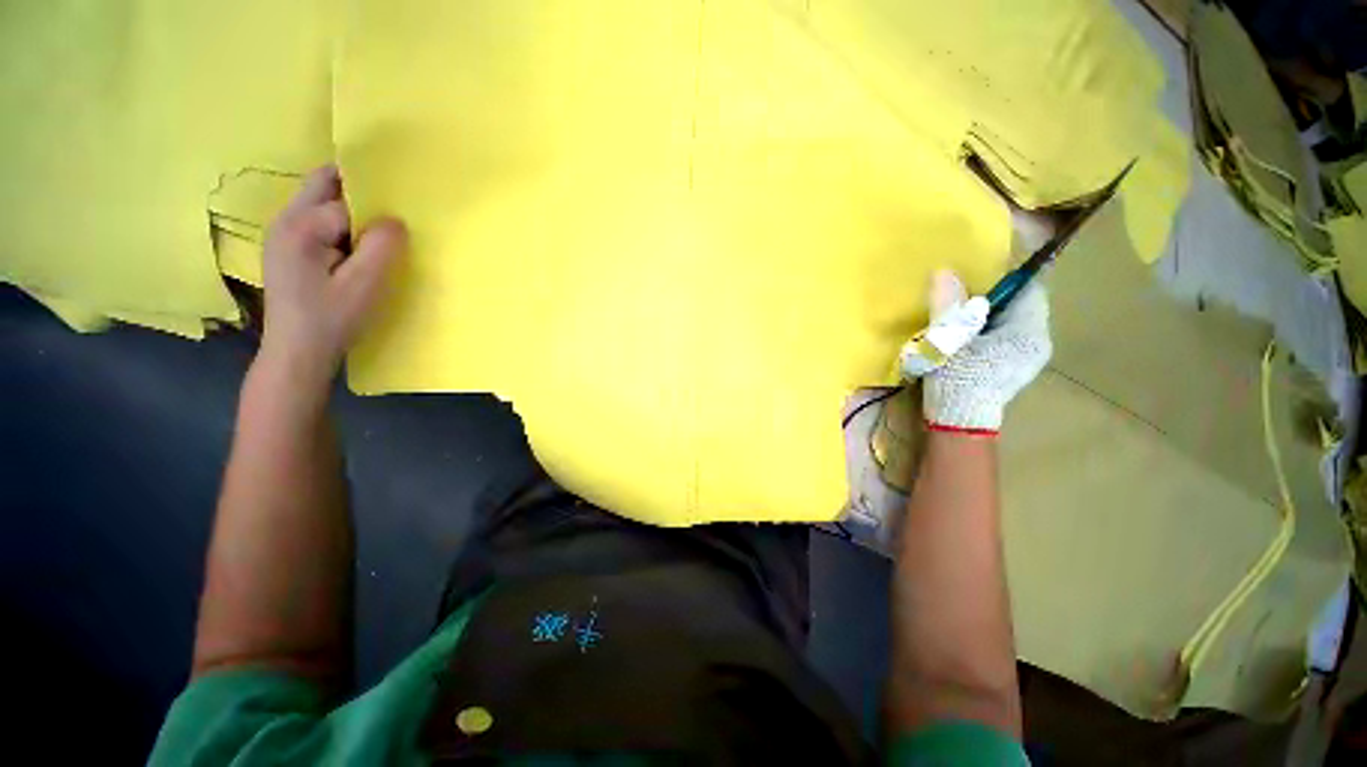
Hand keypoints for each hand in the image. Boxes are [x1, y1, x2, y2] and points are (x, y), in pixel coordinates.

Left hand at [259, 165, 406, 385]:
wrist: (297, 352)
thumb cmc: (332, 319)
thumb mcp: (364, 285)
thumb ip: (381, 246)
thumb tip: (395, 220)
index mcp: (299, 226)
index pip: (345, 201)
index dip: (375, 211)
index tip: (398, 224)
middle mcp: (283, 220)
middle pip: (323, 185)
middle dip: (357, 191)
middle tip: (388, 215)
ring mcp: (281, 234)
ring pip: (320, 201)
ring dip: (349, 210)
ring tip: (374, 237)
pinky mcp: (286, 248)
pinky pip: (316, 220)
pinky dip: (339, 225)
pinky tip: (353, 250)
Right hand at [923, 277, 1050, 433]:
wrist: (958, 424)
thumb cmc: (957, 381)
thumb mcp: (947, 341)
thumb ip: (948, 306)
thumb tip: (945, 272)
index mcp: (1028, 332)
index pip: (1029, 287)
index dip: (1005, 274)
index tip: (975, 271)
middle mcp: (1036, 340)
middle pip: (1019, 302)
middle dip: (990, 294)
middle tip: (959, 291)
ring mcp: (1026, 355)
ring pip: (1008, 319)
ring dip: (985, 312)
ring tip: (956, 312)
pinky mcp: (1012, 365)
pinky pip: (1002, 334)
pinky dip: (983, 327)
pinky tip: (961, 334)